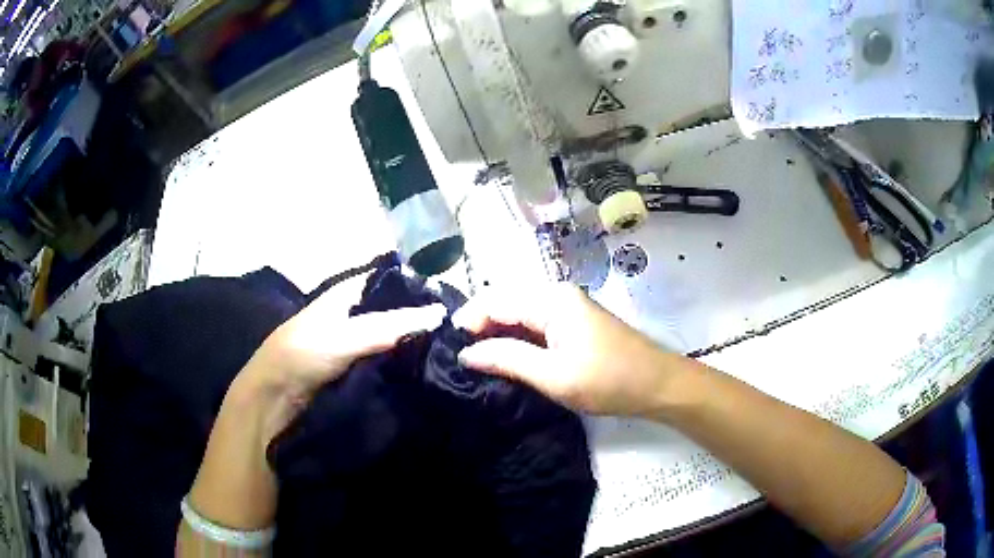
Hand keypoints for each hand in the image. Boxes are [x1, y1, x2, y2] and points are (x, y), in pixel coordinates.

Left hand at [239, 271, 446, 433]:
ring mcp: (350, 340)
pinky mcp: (351, 365)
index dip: (417, 286)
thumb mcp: (348, 336)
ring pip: (388, 334)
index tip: (450, 300)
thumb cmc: (304, 354)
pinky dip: (399, 359)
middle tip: (455, 328)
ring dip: (410, 340)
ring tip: (447, 347)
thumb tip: (439, 313)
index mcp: (346, 293)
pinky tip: (422, 365)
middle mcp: (350, 312)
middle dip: (417, 317)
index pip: (389, 280)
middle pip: (391, 309)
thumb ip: (391, 326)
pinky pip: (382, 356)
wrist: (274, 397)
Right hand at [453, 282, 685, 417]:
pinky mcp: (573, 324)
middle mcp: (556, 295)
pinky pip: (535, 326)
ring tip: (478, 364)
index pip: (495, 302)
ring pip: (519, 316)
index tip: (449, 351)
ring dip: (498, 337)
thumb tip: (466, 354)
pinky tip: (507, 361)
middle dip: (480, 330)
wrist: (658, 384)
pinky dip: (518, 341)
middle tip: (460, 361)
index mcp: (551, 299)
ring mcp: (567, 308)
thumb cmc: (608, 380)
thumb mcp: (553, 374)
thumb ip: (507, 359)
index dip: (468, 323)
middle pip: (505, 305)